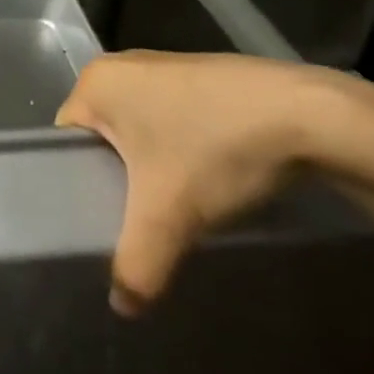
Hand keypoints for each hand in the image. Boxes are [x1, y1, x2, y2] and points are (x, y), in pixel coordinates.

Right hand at [56, 52, 335, 315]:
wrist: (308, 114)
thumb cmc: (216, 148)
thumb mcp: (169, 215)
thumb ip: (136, 265)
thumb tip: (122, 308)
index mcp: (95, 83)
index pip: (65, 141)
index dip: (78, 184)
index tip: (102, 221)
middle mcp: (120, 66)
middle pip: (102, 136)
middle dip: (118, 178)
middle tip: (140, 220)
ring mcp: (162, 65)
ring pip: (139, 128)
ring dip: (152, 165)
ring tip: (176, 204)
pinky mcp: (199, 74)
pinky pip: (169, 117)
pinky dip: (180, 147)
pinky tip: (209, 176)